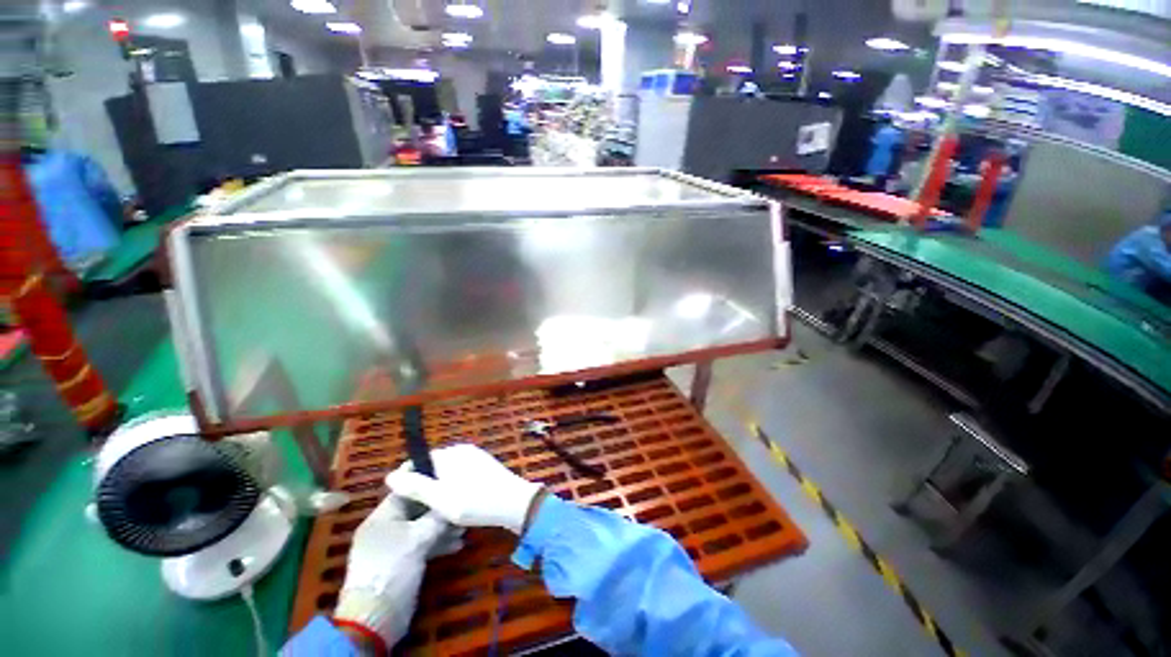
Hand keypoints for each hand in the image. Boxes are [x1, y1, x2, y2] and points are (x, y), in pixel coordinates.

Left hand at [333, 493, 461, 646]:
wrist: (376, 616)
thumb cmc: (393, 568)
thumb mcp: (418, 538)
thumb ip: (436, 517)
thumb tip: (452, 502)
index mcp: (382, 517)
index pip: (406, 489)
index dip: (426, 480)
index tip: (447, 472)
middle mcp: (387, 528)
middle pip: (417, 509)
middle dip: (439, 507)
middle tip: (461, 503)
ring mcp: (394, 546)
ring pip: (422, 528)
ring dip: (442, 527)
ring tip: (463, 528)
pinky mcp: (402, 562)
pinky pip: (422, 545)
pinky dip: (437, 543)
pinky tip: (456, 545)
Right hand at [385, 444, 542, 533]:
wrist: (514, 503)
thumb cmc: (475, 501)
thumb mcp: (439, 498)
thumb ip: (414, 486)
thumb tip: (390, 476)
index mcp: (451, 453)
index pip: (420, 459)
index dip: (408, 478)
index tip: (402, 499)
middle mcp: (464, 450)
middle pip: (434, 466)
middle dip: (425, 485)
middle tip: (420, 509)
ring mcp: (477, 458)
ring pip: (449, 473)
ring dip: (440, 488)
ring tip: (436, 510)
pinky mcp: (486, 468)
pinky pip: (463, 476)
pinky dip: (456, 488)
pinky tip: (457, 505)